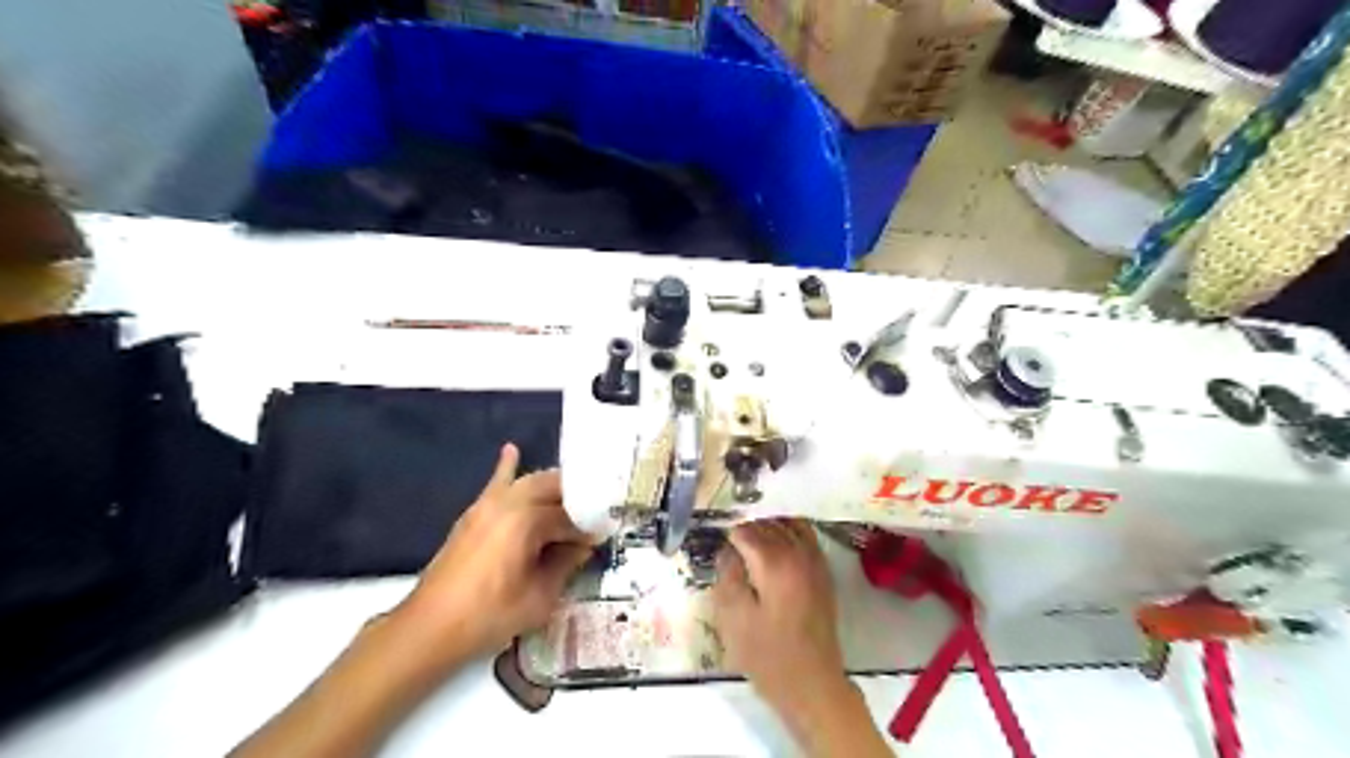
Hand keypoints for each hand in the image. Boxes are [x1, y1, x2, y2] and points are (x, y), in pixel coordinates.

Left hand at [398, 444, 595, 661]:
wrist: (429, 627)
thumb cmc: (489, 616)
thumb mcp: (540, 597)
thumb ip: (565, 565)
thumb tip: (584, 546)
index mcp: (527, 521)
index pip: (570, 516)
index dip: (589, 529)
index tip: (603, 538)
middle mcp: (509, 503)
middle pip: (553, 488)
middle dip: (576, 500)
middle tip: (593, 518)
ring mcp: (488, 505)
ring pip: (529, 482)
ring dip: (552, 488)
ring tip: (572, 499)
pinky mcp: (474, 514)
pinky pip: (496, 483)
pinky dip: (507, 467)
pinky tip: (512, 450)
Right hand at [712, 522, 847, 709]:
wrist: (811, 682)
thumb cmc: (767, 654)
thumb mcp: (733, 618)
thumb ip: (727, 576)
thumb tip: (727, 550)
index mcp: (773, 562)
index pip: (745, 531)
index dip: (728, 537)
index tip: (718, 548)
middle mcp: (797, 553)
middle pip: (767, 523)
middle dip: (747, 529)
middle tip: (730, 546)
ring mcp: (814, 561)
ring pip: (789, 524)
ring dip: (768, 526)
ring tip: (751, 542)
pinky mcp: (823, 572)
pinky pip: (806, 536)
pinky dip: (789, 531)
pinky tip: (777, 546)